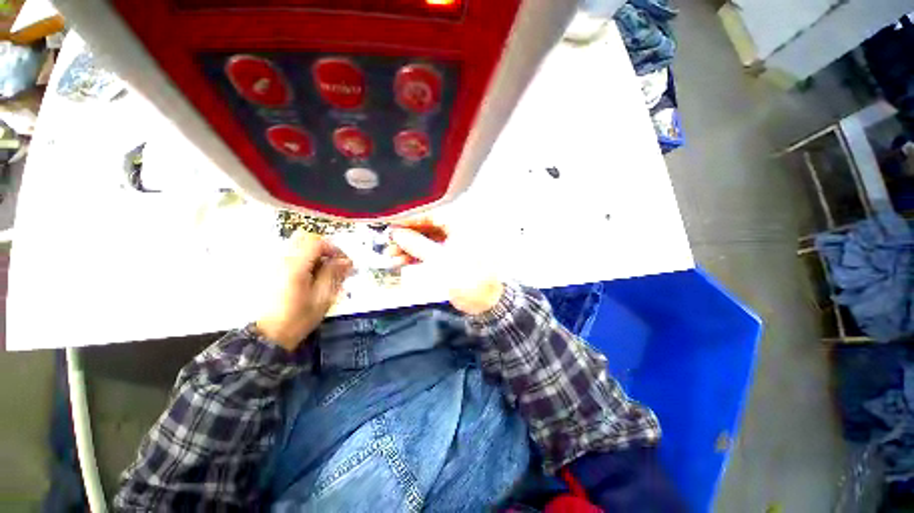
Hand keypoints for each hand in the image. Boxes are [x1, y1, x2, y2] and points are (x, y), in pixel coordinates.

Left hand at [256, 231, 351, 350]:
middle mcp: (282, 259)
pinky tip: (310, 277)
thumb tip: (346, 261)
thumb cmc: (298, 319)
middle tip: (335, 264)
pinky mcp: (271, 271)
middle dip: (324, 248)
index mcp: (296, 266)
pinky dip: (305, 260)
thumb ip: (333, 275)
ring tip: (324, 271)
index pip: (317, 242)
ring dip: (315, 254)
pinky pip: (290, 255)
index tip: (344, 263)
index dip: (334, 249)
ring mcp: (274, 264)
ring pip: (297, 246)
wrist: (267, 336)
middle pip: (305, 238)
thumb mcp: (322, 298)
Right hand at [388, 218, 503, 315]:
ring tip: (390, 255)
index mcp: (461, 226)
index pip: (431, 215)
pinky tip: (401, 261)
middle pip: (427, 228)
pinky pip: (430, 252)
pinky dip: (416, 256)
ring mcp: (453, 245)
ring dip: (409, 247)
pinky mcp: (450, 257)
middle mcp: (457, 231)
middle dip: (406, 236)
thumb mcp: (440, 260)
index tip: (391, 224)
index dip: (409, 220)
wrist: (485, 301)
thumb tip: (397, 233)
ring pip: (426, 241)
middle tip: (388, 241)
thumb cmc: (469, 279)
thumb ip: (418, 245)